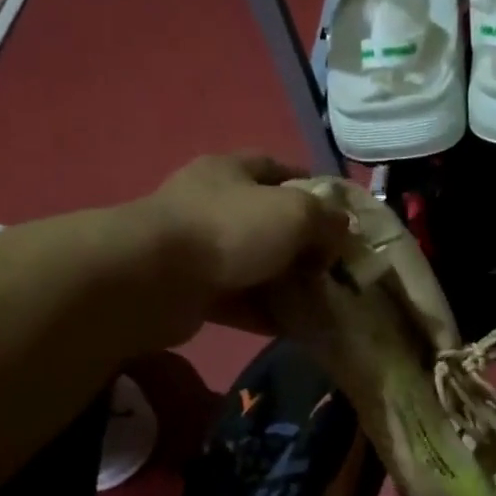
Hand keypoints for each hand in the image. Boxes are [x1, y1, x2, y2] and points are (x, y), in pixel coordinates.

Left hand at [138, 153, 353, 331]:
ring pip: (256, 266)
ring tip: (324, 303)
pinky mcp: (195, 292)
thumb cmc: (228, 230)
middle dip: (304, 244)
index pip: (276, 168)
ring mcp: (201, 251)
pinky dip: (269, 314)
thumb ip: (325, 220)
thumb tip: (341, 231)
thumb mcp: (293, 213)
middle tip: (337, 268)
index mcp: (231, 172)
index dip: (311, 187)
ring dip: (288, 284)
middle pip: (268, 222)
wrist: (154, 279)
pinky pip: (242, 302)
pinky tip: (298, 328)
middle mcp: (213, 205)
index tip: (341, 215)